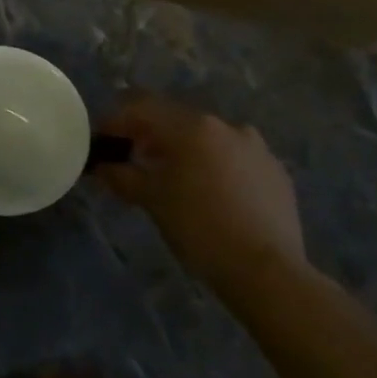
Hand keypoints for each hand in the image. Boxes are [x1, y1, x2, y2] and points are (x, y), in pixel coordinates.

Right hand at [94, 94, 306, 276]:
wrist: (266, 270)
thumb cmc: (199, 228)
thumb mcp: (152, 200)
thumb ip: (122, 176)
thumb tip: (102, 167)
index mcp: (192, 127)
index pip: (142, 107)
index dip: (115, 120)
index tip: (102, 140)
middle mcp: (226, 126)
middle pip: (176, 119)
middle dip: (150, 135)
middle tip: (132, 158)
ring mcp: (256, 147)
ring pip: (207, 138)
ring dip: (183, 150)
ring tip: (172, 178)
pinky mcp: (275, 171)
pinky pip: (234, 158)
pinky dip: (214, 165)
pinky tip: (209, 194)